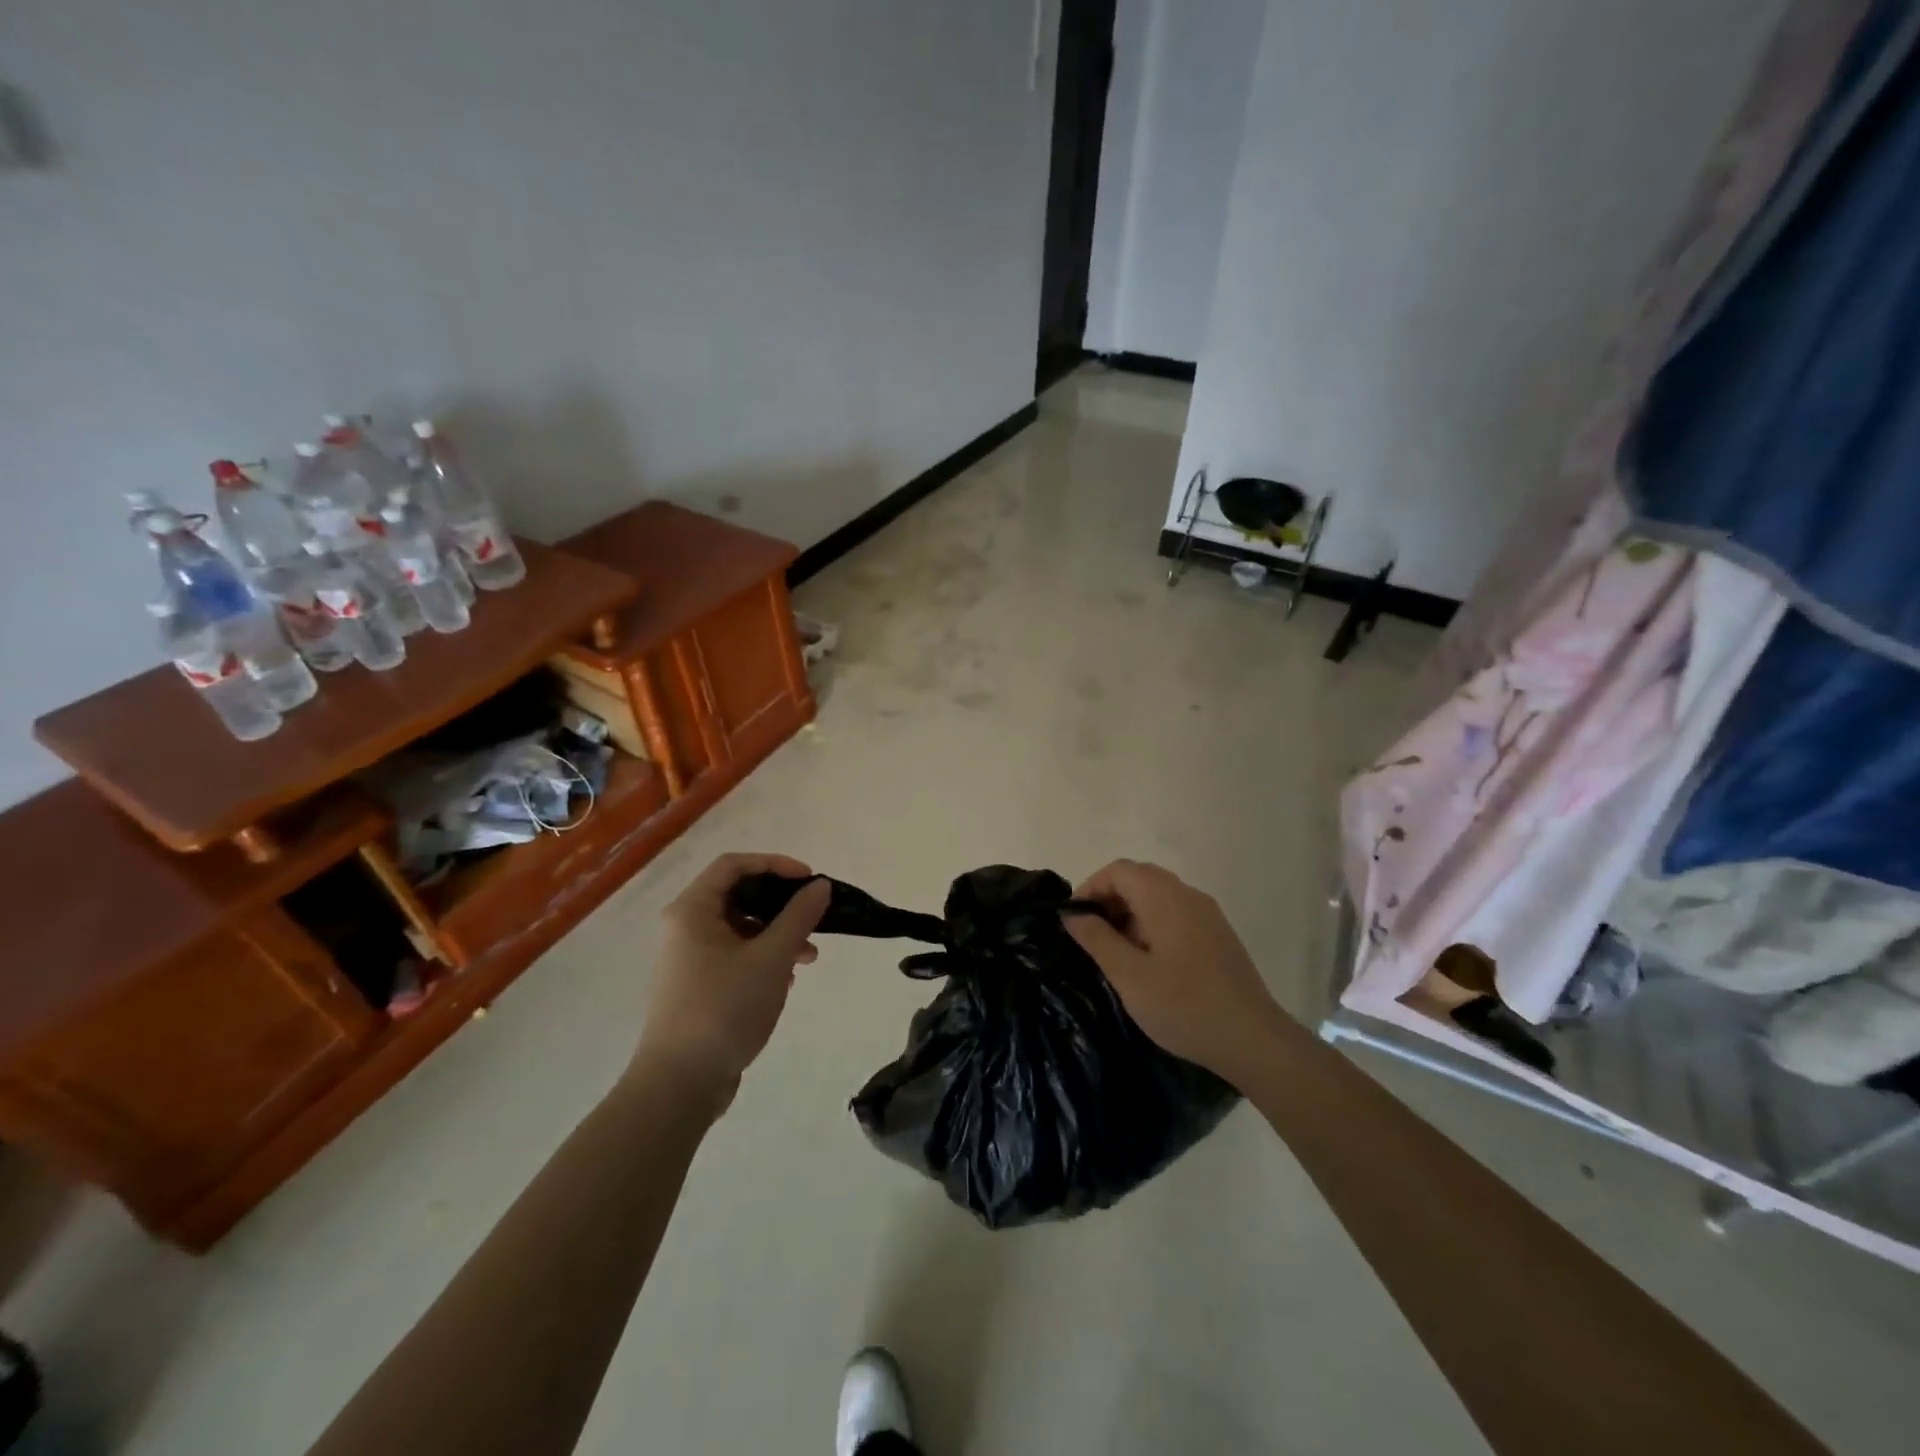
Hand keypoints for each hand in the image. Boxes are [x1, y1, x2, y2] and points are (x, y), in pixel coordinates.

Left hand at [632, 853, 831, 1108]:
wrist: (679, 1085)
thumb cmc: (724, 1009)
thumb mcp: (771, 958)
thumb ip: (799, 917)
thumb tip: (820, 886)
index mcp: (692, 910)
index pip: (735, 865)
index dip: (776, 864)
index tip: (810, 880)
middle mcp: (685, 927)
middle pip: (739, 895)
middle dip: (781, 904)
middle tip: (814, 917)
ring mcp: (689, 958)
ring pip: (740, 928)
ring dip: (777, 934)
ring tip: (809, 956)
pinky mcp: (698, 986)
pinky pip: (735, 955)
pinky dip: (763, 957)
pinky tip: (787, 979)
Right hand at [1063, 859, 1286, 1082]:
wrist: (1253, 1039)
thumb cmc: (1183, 1006)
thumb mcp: (1129, 975)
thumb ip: (1096, 938)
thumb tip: (1071, 913)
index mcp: (1164, 897)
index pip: (1118, 870)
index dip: (1090, 888)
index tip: (1074, 920)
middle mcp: (1187, 895)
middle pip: (1138, 878)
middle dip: (1109, 899)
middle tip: (1090, 936)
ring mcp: (1207, 913)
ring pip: (1157, 895)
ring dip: (1130, 913)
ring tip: (1115, 952)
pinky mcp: (1217, 934)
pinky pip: (1175, 912)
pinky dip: (1151, 923)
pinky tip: (1147, 961)